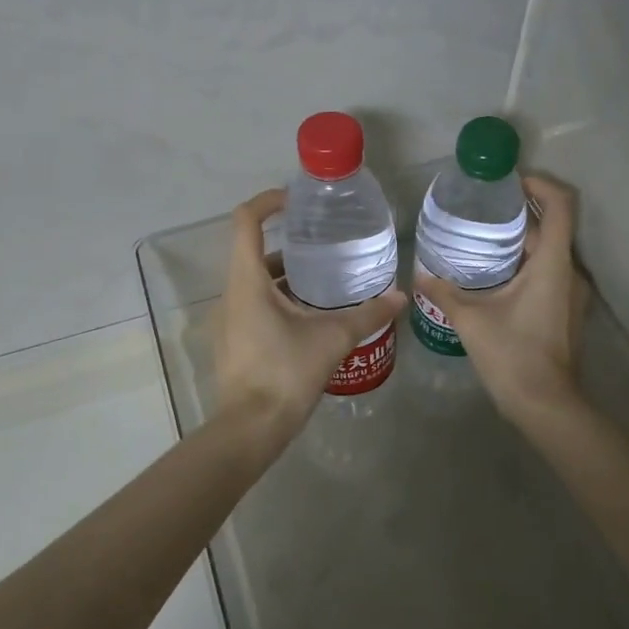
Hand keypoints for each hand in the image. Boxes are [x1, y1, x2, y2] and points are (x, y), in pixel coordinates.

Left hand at [213, 189, 406, 444]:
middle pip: (254, 252)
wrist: (251, 428)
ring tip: (325, 283)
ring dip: (286, 277)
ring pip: (255, 282)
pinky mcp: (233, 340)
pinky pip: (253, 306)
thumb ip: (368, 315)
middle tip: (325, 245)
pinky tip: (310, 318)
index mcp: (248, 281)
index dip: (268, 202)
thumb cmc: (286, 373)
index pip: (246, 221)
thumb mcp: (332, 339)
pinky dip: (279, 300)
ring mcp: (227, 319)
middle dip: (289, 245)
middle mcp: (231, 293)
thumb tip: (401, 297)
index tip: (296, 201)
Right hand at [413, 174, 589, 425]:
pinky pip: (548, 272)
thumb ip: (444, 292)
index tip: (510, 181)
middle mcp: (569, 272)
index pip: (562, 205)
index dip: (541, 184)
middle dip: (521, 211)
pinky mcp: (565, 310)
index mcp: (552, 264)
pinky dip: (525, 262)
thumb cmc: (512, 355)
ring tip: (482, 236)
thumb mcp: (470, 320)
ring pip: (549, 251)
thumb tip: (419, 274)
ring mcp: (571, 293)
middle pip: (553, 226)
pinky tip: (494, 273)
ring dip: (522, 239)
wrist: (545, 405)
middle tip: (483, 207)